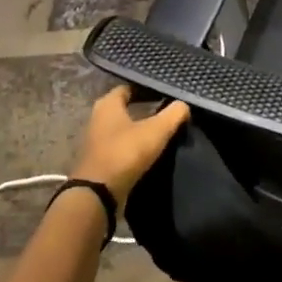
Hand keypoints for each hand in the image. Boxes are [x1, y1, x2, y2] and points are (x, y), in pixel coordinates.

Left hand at [72, 85, 190, 203]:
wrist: (98, 194)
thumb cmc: (125, 153)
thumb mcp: (156, 130)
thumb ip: (173, 114)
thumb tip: (184, 104)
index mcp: (108, 104)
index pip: (129, 87)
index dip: (147, 88)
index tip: (165, 93)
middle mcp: (98, 118)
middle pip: (125, 108)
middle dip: (144, 108)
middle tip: (167, 110)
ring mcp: (96, 141)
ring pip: (122, 129)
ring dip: (139, 129)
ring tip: (162, 132)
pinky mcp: (99, 161)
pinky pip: (120, 147)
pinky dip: (133, 147)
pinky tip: (149, 152)